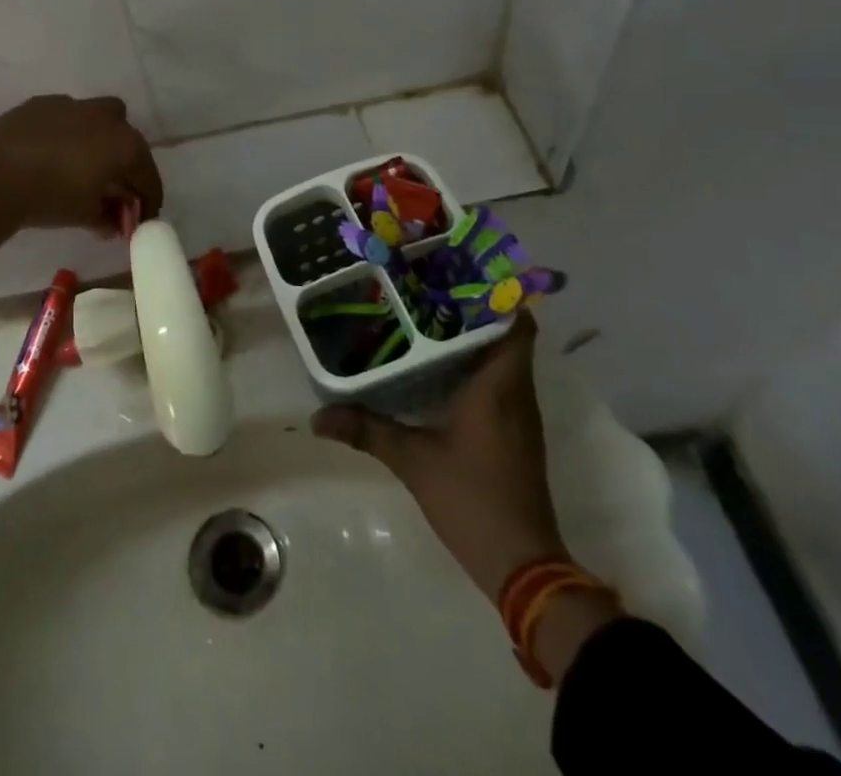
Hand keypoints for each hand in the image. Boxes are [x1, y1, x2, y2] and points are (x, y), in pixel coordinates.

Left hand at [0, 95, 161, 235]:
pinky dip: (65, 132)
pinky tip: (49, 152)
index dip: (148, 201)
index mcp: (126, 146)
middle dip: (124, 164)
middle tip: (110, 188)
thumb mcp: (85, 215)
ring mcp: (74, 105)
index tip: (141, 218)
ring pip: (98, 118)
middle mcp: (107, 118)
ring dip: (97, 140)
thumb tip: (114, 222)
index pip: (148, 177)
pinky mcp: (42, 102)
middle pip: (128, 141)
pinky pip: (65, 116)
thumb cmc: (51, 197)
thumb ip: (107, 218)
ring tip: (79, 165)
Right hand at [312, 313, 565, 600]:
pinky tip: (437, 367)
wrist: (523, 566)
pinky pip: (499, 382)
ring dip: (472, 337)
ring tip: (426, 317)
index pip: (516, 323)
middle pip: (505, 334)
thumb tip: (317, 417)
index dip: (495, 294)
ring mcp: (519, 416)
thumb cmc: (472, 499)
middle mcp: (516, 393)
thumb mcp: (412, 461)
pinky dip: (474, 365)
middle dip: (471, 309)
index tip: (458, 274)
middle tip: (427, 289)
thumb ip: (367, 431)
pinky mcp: (514, 434)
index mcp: (500, 386)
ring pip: (502, 358)